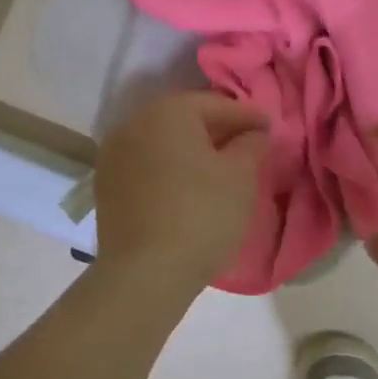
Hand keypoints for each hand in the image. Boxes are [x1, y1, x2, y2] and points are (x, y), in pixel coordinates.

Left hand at [94, 92, 269, 296]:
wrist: (144, 274)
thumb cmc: (200, 215)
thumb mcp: (240, 176)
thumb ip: (251, 143)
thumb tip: (253, 132)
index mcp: (168, 111)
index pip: (217, 104)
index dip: (248, 117)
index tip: (271, 131)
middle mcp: (134, 122)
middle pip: (186, 119)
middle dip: (219, 131)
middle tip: (249, 148)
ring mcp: (114, 153)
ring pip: (164, 142)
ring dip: (192, 150)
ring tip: (221, 170)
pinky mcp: (106, 183)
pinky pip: (147, 164)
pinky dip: (170, 169)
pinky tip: (188, 188)